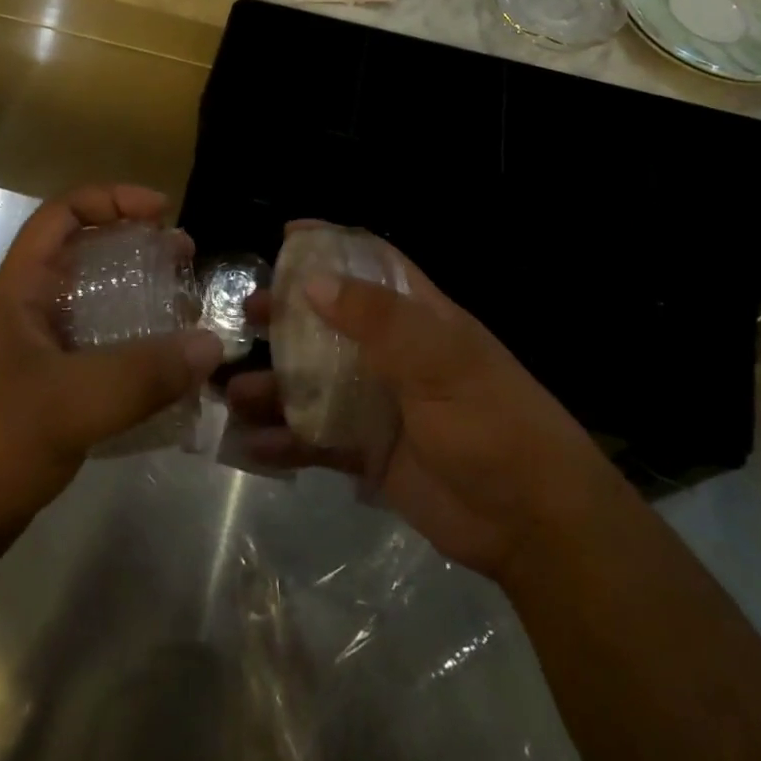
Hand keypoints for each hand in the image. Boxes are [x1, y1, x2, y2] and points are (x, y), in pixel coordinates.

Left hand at [0, 186, 222, 591]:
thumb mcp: (65, 405)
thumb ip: (140, 374)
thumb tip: (211, 344)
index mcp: (20, 292)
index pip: (62, 215)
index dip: (112, 199)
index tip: (162, 212)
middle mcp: (29, 317)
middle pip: (88, 262)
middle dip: (139, 254)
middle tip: (187, 265)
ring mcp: (36, 363)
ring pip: (98, 317)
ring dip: (143, 311)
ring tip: (189, 321)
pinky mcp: (46, 406)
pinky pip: (100, 367)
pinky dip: (136, 366)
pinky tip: (170, 385)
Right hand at [227, 237, 599, 586]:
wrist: (530, 524)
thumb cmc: (492, 422)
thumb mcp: (442, 361)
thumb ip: (378, 320)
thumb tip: (312, 281)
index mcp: (416, 317)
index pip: (371, 263)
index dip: (332, 245)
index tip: (286, 236)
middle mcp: (391, 352)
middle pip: (329, 320)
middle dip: (286, 315)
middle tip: (246, 314)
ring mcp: (376, 402)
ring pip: (312, 381)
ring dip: (272, 383)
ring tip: (229, 390)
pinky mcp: (366, 452)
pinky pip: (314, 439)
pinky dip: (281, 440)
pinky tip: (249, 444)